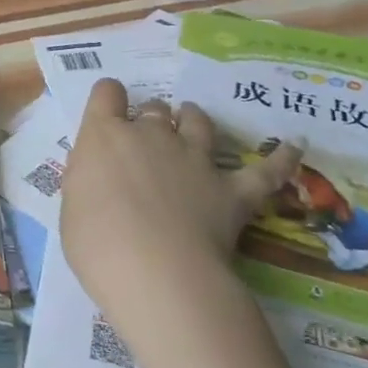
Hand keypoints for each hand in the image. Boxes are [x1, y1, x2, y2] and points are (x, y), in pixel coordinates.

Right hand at [59, 78, 300, 341]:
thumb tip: (104, 181)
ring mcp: (194, 159)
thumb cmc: (97, 244)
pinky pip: (264, 170)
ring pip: (198, 122)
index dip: (109, 99)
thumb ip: (90, 182)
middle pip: (154, 109)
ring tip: (192, 123)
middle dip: (151, 119)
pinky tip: (294, 147)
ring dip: (194, 121)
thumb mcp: (73, 207)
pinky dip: (281, 158)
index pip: (106, 94)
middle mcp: (150, 136)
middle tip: (146, 141)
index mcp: (104, 136)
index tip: (109, 112)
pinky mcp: (232, 190)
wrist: (157, 273)